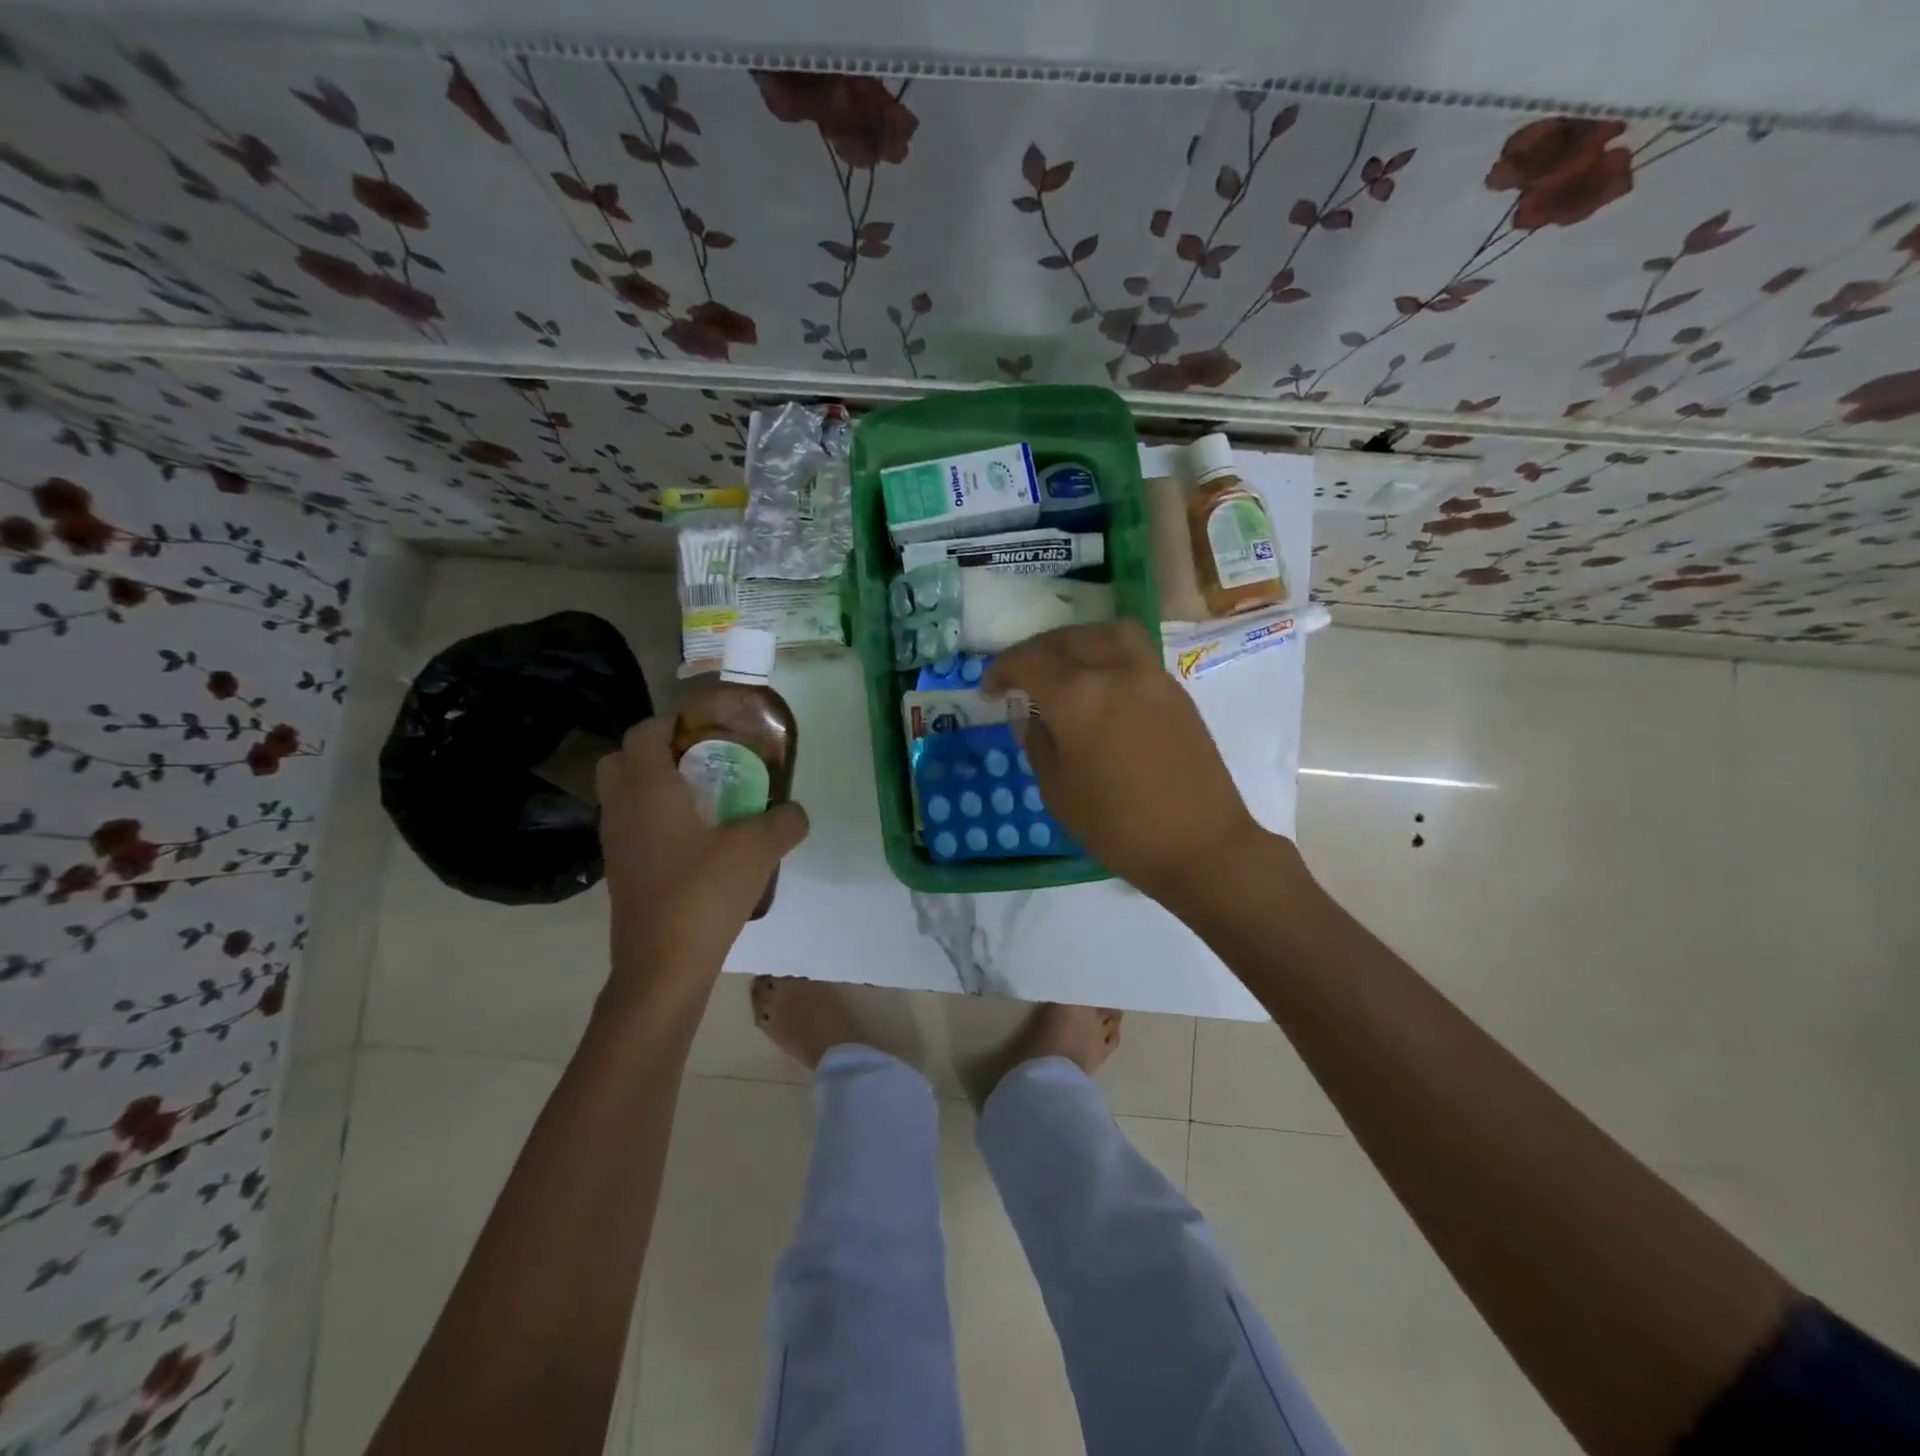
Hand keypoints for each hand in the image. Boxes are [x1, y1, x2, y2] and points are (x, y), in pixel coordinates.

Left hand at [596, 718, 809, 1007]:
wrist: (663, 966)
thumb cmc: (704, 893)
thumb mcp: (758, 850)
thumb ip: (784, 822)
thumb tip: (795, 812)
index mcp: (647, 788)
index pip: (645, 732)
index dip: (674, 721)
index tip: (710, 726)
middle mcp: (621, 808)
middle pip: (624, 760)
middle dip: (657, 752)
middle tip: (700, 760)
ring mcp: (615, 843)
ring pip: (624, 795)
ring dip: (655, 786)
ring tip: (703, 799)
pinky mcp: (620, 872)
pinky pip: (632, 826)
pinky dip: (655, 819)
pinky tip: (696, 840)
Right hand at [983, 621, 1268, 913]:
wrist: (1200, 844)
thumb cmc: (1119, 826)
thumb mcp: (1058, 791)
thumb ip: (1038, 742)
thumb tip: (1032, 714)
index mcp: (1078, 696)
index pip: (1028, 662)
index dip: (1001, 671)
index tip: (989, 689)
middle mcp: (1115, 671)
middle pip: (1066, 639)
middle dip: (1035, 652)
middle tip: (1020, 676)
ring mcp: (1151, 676)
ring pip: (1105, 634)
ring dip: (1075, 642)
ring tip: (1062, 666)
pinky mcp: (1175, 690)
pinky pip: (1132, 653)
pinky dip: (1106, 654)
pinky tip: (1098, 685)